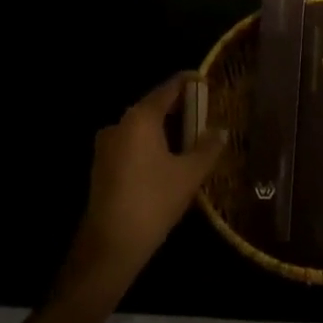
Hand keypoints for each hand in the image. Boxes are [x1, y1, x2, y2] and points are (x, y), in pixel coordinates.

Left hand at [58, 73, 227, 305]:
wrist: (111, 243)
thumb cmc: (154, 201)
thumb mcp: (189, 175)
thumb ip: (207, 148)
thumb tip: (221, 131)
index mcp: (140, 118)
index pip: (167, 89)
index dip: (187, 83)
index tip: (204, 80)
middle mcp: (119, 124)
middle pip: (152, 107)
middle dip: (178, 108)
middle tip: (204, 113)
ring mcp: (106, 145)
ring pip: (141, 127)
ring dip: (164, 129)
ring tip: (190, 138)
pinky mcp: (102, 165)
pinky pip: (131, 144)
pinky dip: (150, 144)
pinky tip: (168, 160)